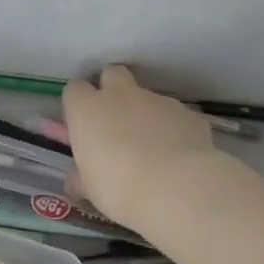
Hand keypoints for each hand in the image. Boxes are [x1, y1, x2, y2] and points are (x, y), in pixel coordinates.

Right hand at [64, 66, 217, 231]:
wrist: (177, 188)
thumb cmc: (118, 188)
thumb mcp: (90, 188)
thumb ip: (81, 176)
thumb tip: (76, 178)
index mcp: (87, 109)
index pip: (75, 89)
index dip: (79, 104)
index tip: (83, 125)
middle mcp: (120, 96)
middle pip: (112, 75)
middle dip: (112, 90)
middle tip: (116, 120)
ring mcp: (157, 100)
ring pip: (147, 97)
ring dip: (145, 114)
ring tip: (153, 148)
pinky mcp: (188, 113)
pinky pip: (176, 116)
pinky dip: (174, 129)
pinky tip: (179, 156)